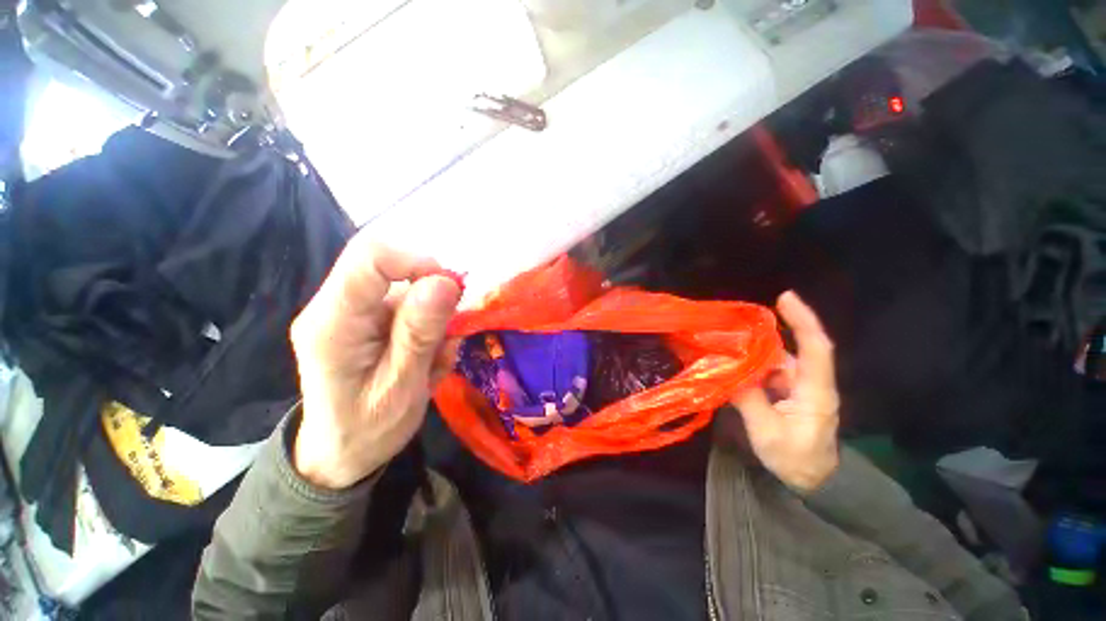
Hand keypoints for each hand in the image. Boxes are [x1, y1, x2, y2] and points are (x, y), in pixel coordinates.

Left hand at [289, 237, 461, 488]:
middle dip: (432, 295)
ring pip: (406, 287)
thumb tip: (445, 282)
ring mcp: (350, 310)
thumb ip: (420, 333)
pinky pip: (407, 304)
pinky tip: (427, 357)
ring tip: (434, 359)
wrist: (340, 453)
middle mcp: (334, 306)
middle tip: (446, 336)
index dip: (417, 262)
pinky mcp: (365, 317)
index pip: (370, 256)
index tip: (451, 291)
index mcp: (333, 323)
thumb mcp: (403, 387)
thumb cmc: (368, 429)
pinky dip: (428, 326)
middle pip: (390, 267)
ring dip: (434, 318)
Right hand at [732, 291, 839, 491]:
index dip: (802, 320)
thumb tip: (727, 370)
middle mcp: (810, 382)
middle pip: (790, 348)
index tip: (784, 297)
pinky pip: (769, 370)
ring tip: (725, 341)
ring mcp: (799, 386)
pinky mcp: (788, 391)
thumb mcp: (769, 434)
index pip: (816, 347)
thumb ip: (748, 399)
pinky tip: (732, 361)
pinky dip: (751, 363)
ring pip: (776, 359)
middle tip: (733, 322)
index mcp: (815, 390)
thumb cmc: (797, 460)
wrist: (815, 480)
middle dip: (765, 331)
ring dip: (753, 349)